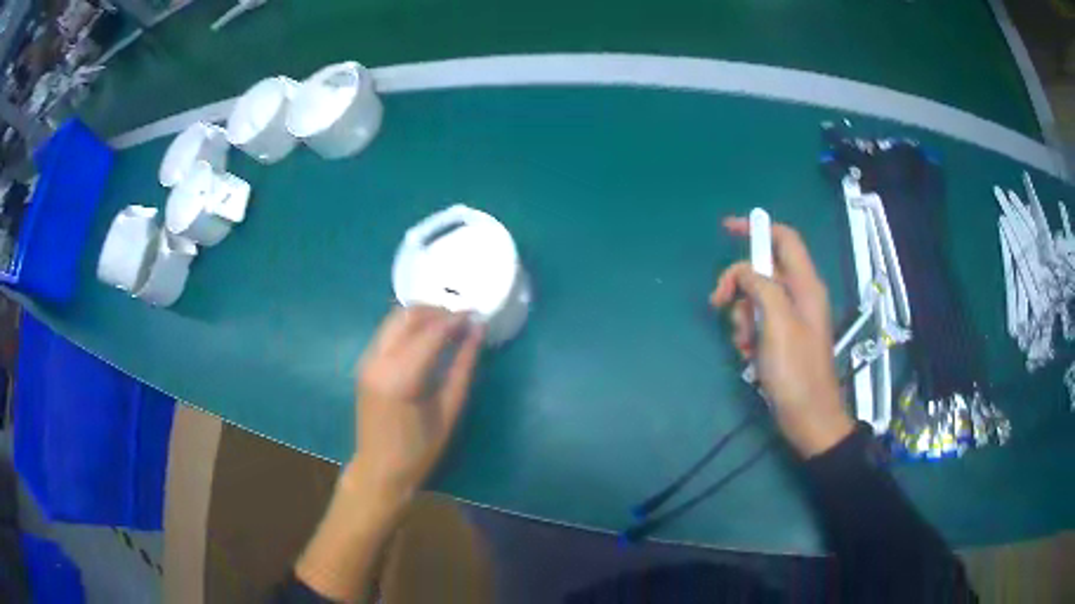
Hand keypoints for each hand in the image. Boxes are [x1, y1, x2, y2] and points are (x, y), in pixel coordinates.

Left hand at [349, 306, 483, 504]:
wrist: (379, 469)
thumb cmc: (420, 449)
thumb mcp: (450, 410)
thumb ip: (463, 366)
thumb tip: (478, 331)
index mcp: (400, 378)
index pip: (431, 333)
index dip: (456, 319)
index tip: (477, 315)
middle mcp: (378, 361)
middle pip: (407, 315)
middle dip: (437, 311)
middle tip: (463, 321)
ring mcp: (367, 360)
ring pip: (395, 319)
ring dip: (423, 317)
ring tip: (449, 328)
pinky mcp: (365, 363)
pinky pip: (388, 332)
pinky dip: (410, 328)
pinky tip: (428, 340)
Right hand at [710, 217, 853, 457]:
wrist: (807, 418)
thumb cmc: (795, 371)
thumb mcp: (777, 323)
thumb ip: (761, 286)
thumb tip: (743, 273)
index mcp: (806, 285)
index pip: (783, 238)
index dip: (757, 228)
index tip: (726, 229)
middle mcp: (800, 296)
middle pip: (762, 270)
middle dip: (739, 284)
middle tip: (719, 303)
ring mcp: (791, 318)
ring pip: (756, 298)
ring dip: (741, 316)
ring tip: (743, 343)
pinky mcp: (782, 338)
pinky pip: (757, 322)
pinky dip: (746, 333)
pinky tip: (747, 354)